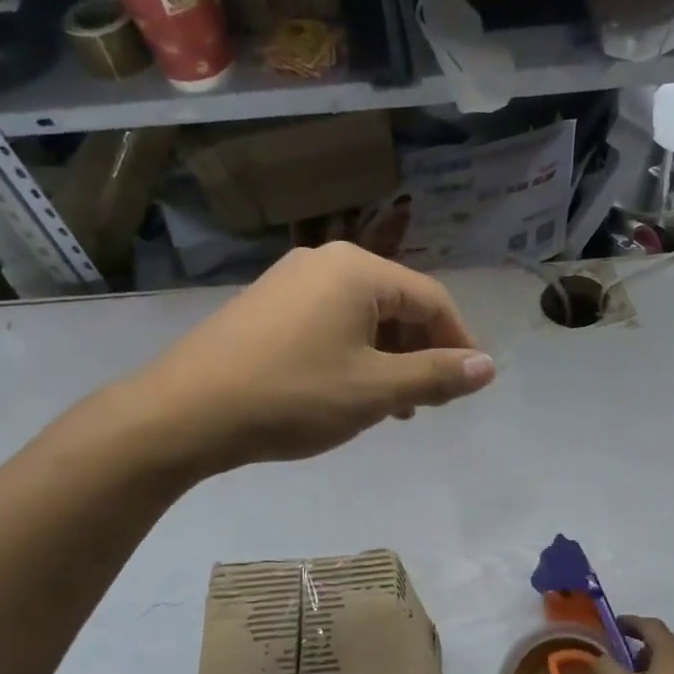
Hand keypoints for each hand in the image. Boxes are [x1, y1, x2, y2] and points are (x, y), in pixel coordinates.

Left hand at [120, 243, 495, 473]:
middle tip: (428, 403)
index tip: (467, 386)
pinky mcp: (265, 306)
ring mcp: (290, 281)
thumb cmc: (293, 396)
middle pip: (397, 303)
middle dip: (420, 353)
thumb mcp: (375, 391)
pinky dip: (352, 355)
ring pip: (362, 317)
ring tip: (392, 408)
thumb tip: (488, 367)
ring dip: (387, 359)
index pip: (432, 300)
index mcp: (358, 269)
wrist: (185, 412)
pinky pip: (328, 323)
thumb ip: (436, 376)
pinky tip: (347, 392)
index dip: (458, 343)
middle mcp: (325, 261)